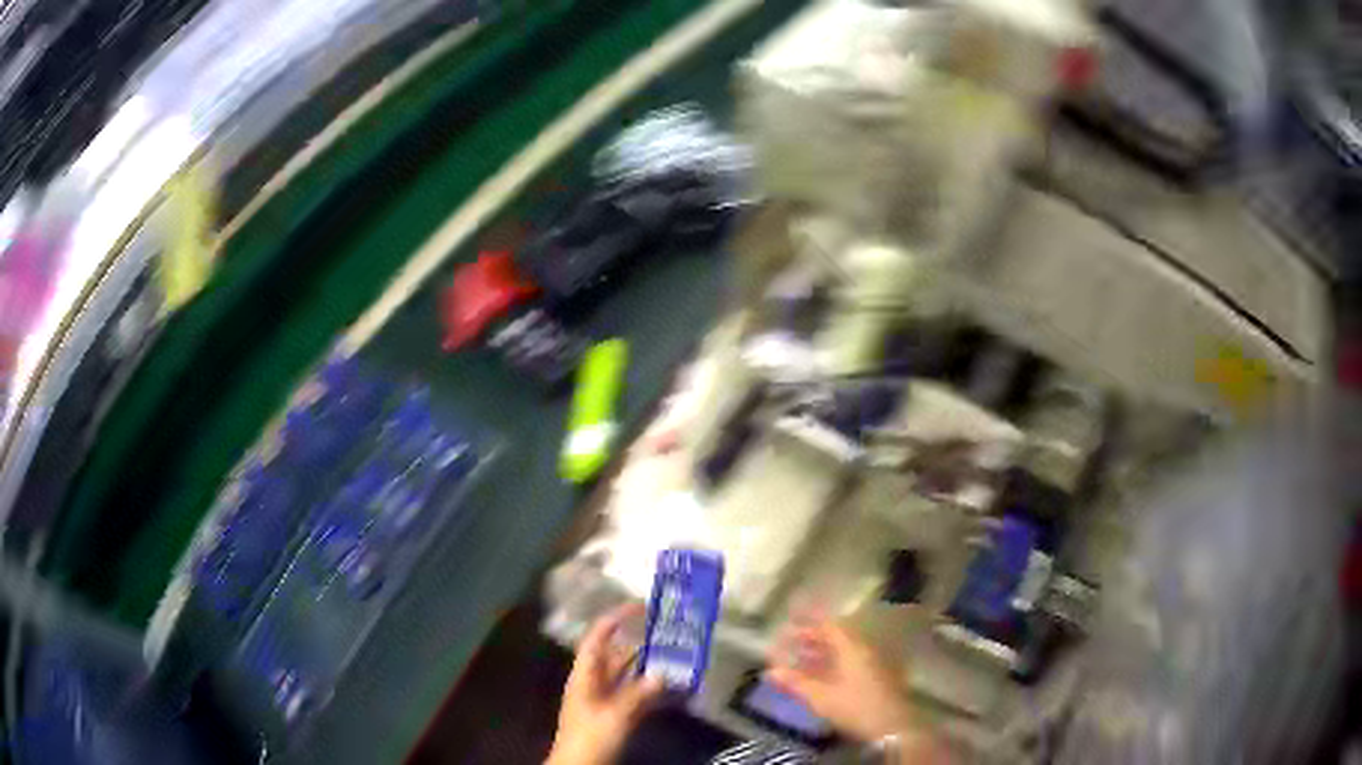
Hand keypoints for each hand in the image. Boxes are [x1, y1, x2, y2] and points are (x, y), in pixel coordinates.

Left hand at [548, 603, 663, 764]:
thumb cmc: (590, 737)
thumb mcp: (614, 715)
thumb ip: (638, 694)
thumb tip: (662, 672)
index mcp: (585, 676)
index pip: (597, 638)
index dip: (615, 620)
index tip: (640, 606)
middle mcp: (594, 682)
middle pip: (615, 654)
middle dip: (638, 642)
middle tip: (667, 630)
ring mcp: (604, 699)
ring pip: (627, 675)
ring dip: (647, 665)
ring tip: (676, 653)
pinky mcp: (615, 715)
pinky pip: (635, 695)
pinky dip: (651, 689)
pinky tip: (672, 686)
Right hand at [766, 611, 952, 761]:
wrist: (892, 727)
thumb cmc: (855, 707)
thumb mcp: (821, 697)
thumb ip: (795, 682)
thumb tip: (770, 671)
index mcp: (851, 647)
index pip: (828, 625)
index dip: (809, 620)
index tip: (791, 618)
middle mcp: (863, 649)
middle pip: (835, 636)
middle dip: (811, 637)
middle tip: (789, 640)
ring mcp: (871, 663)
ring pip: (842, 650)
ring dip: (820, 652)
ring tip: (798, 658)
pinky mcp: (874, 677)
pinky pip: (848, 662)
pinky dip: (830, 664)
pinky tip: (818, 676)